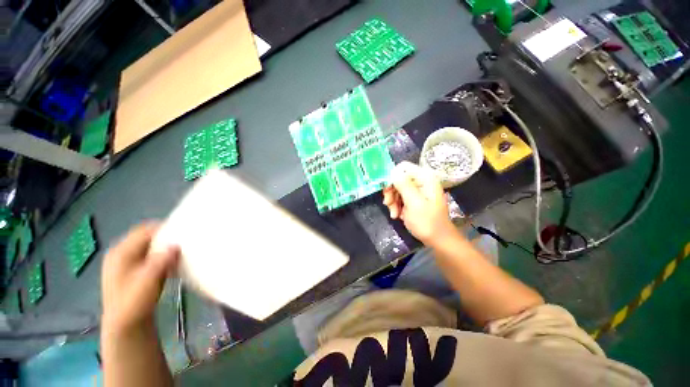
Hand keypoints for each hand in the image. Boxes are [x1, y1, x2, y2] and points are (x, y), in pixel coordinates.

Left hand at [101, 223, 178, 332]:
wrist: (125, 326)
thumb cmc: (134, 302)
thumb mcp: (148, 280)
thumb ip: (161, 260)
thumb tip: (176, 243)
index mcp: (120, 252)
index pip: (145, 230)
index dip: (165, 228)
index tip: (185, 229)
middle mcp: (121, 253)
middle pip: (147, 236)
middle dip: (166, 236)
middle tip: (186, 239)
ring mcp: (125, 262)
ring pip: (149, 245)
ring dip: (165, 246)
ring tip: (182, 248)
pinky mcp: (132, 271)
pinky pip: (149, 255)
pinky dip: (162, 254)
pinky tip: (172, 260)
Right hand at [383, 162, 456, 245]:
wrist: (438, 240)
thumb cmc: (427, 222)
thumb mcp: (414, 203)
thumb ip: (404, 185)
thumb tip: (393, 172)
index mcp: (425, 178)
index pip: (403, 167)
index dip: (392, 177)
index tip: (386, 190)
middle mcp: (421, 181)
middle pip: (398, 178)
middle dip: (391, 192)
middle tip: (387, 204)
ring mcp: (418, 190)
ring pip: (397, 189)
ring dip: (393, 201)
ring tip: (394, 214)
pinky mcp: (415, 198)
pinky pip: (400, 197)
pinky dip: (396, 206)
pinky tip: (398, 215)